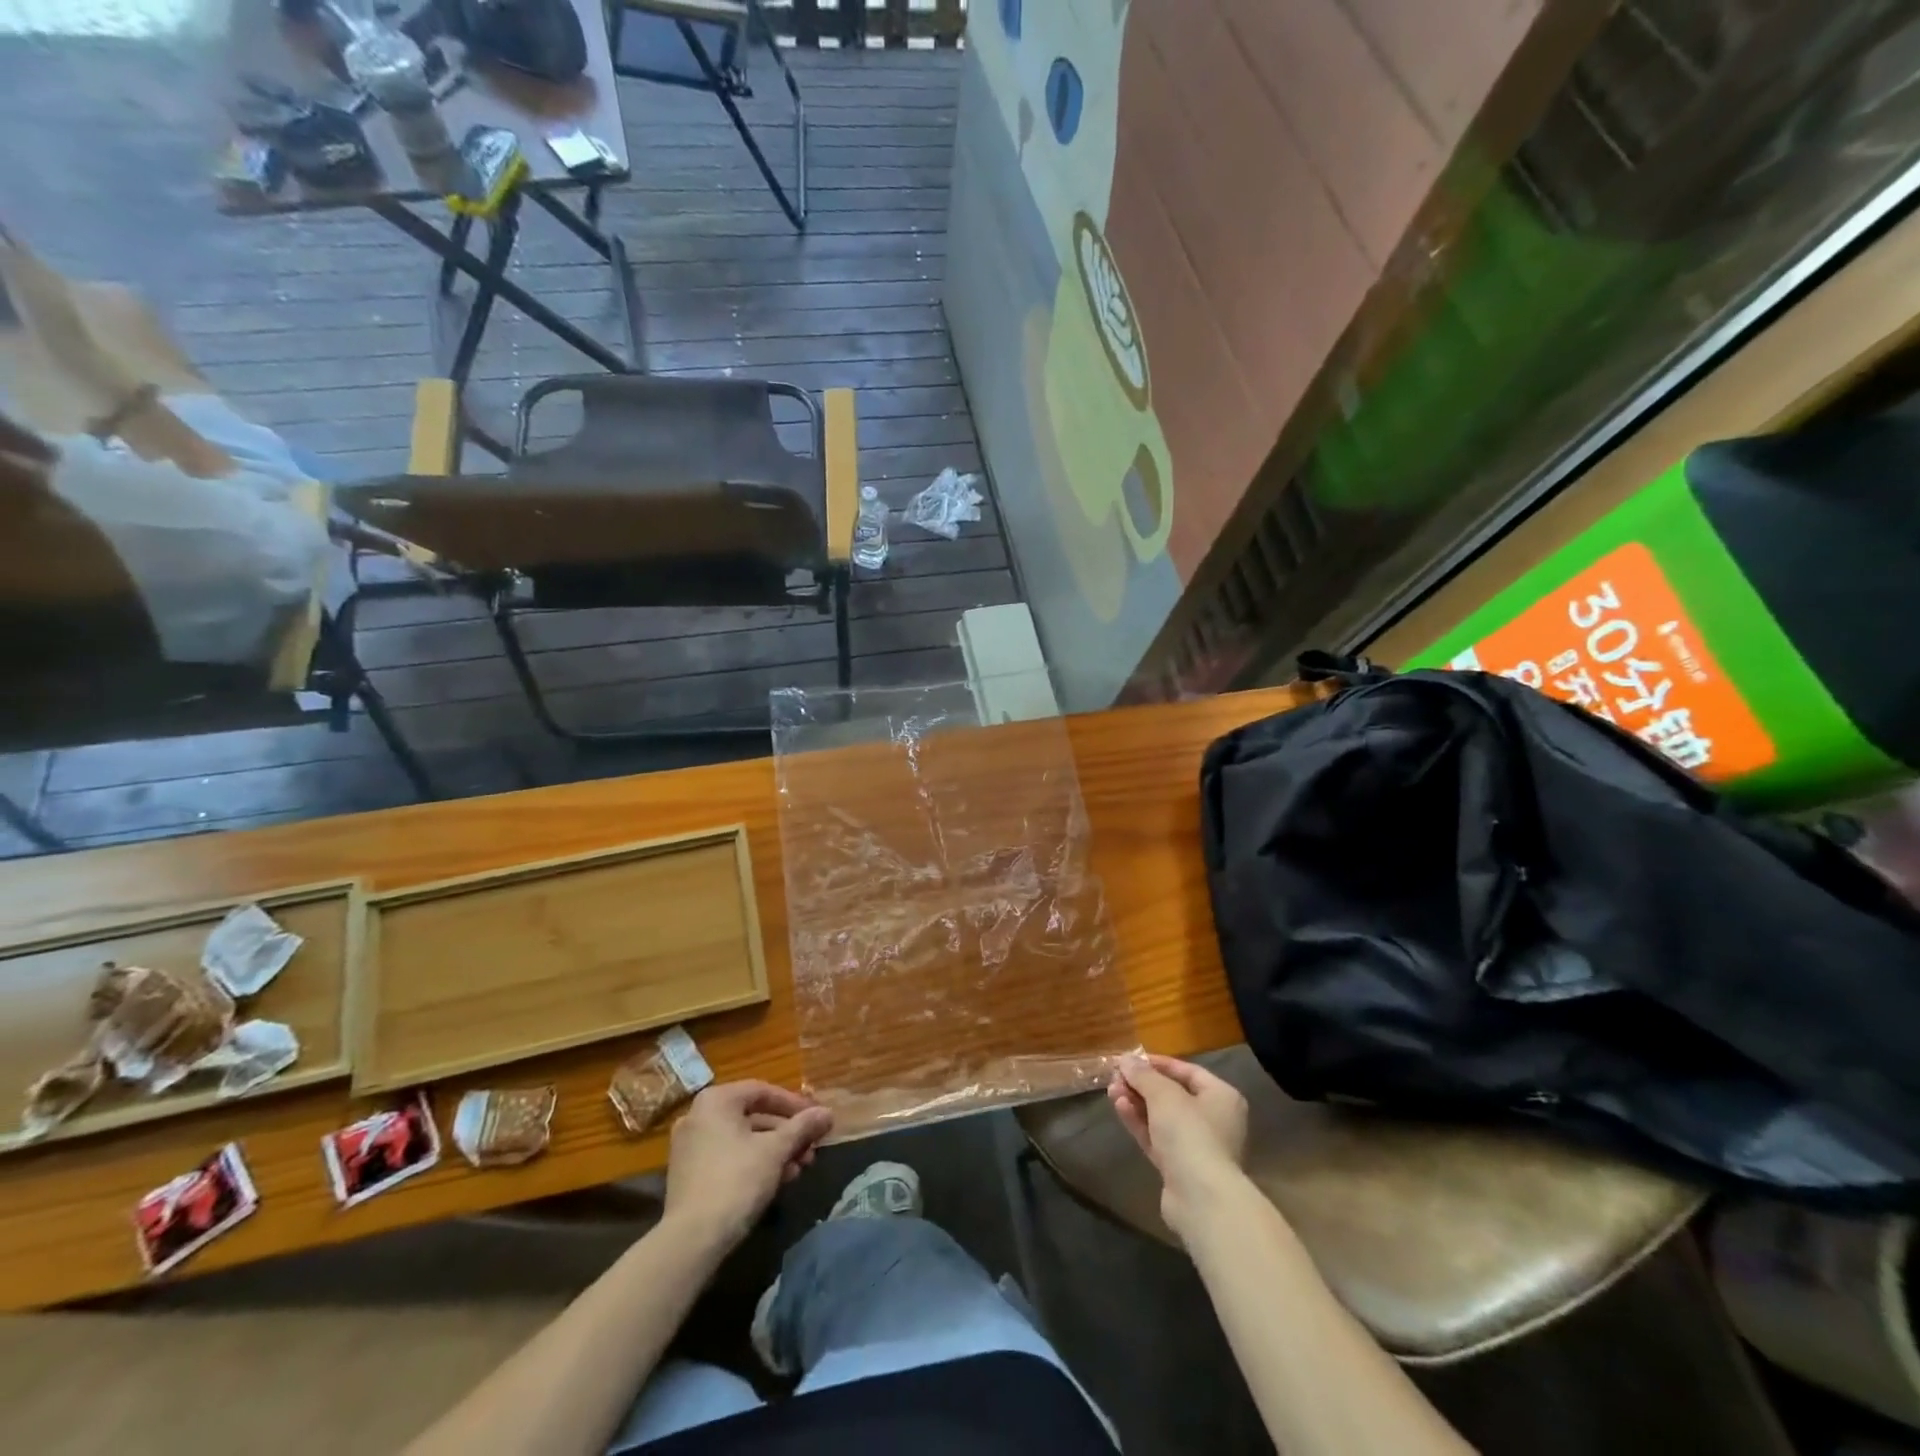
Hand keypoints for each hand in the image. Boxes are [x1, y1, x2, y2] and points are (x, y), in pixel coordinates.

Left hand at [664, 1081, 832, 1245]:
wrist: (692, 1240)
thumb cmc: (737, 1181)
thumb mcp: (776, 1150)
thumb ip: (803, 1127)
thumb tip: (828, 1113)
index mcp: (716, 1100)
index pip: (763, 1091)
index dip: (794, 1105)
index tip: (817, 1120)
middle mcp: (698, 1116)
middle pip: (753, 1116)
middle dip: (787, 1133)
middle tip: (811, 1149)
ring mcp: (689, 1146)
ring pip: (742, 1139)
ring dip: (774, 1151)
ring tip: (799, 1169)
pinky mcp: (688, 1174)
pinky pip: (728, 1157)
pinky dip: (753, 1163)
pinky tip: (777, 1181)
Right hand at [1109, 1055, 1248, 1239]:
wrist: (1201, 1199)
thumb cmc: (1190, 1134)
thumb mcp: (1164, 1095)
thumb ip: (1143, 1075)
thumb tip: (1126, 1059)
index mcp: (1221, 1097)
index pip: (1188, 1071)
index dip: (1158, 1063)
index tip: (1130, 1060)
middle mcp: (1213, 1120)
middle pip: (1172, 1095)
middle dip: (1142, 1085)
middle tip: (1116, 1077)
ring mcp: (1196, 1146)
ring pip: (1161, 1117)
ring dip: (1136, 1102)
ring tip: (1111, 1091)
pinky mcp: (1179, 1168)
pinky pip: (1156, 1137)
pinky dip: (1139, 1123)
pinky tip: (1119, 1108)